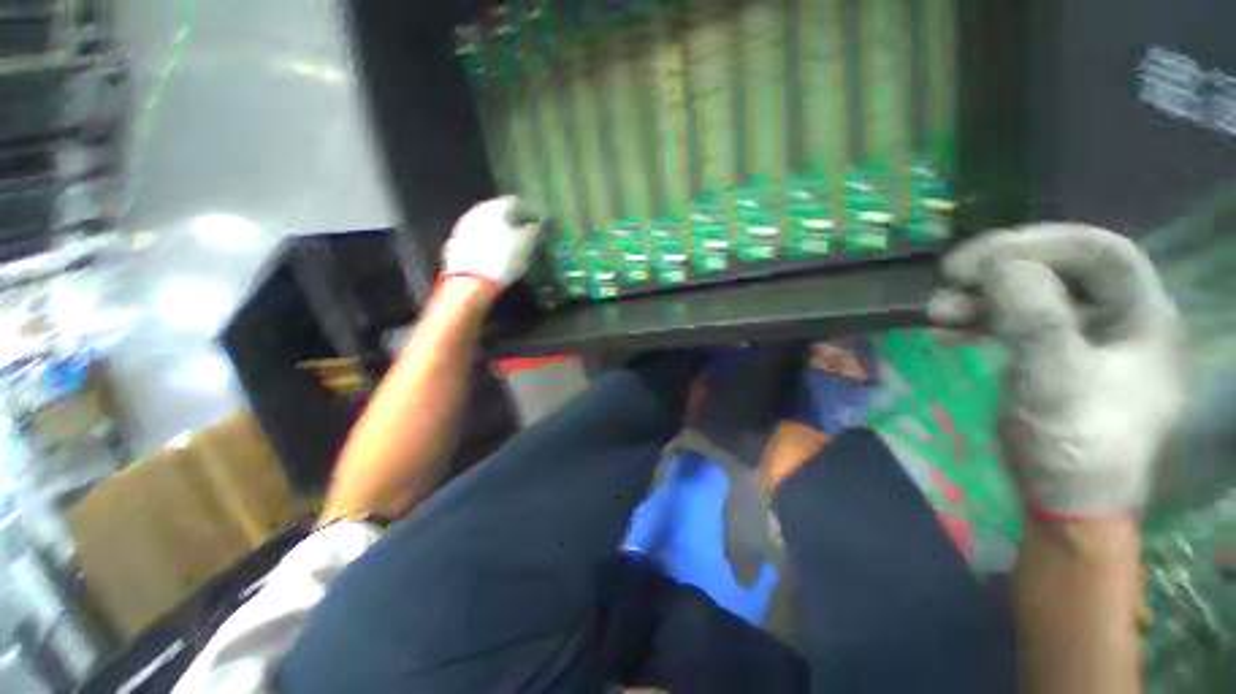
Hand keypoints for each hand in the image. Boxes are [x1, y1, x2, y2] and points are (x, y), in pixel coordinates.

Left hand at [440, 195, 540, 289]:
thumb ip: (533, 231)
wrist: (469, 283)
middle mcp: (475, 212)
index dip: (528, 211)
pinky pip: (477, 241)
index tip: (538, 221)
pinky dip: (487, 245)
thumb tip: (536, 225)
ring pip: (486, 227)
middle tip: (525, 233)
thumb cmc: (502, 258)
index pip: (514, 202)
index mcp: (493, 207)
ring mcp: (462, 229)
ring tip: (511, 246)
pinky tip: (495, 256)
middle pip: (497, 213)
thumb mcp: (526, 244)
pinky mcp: (455, 247)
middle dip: (511, 222)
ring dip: (498, 234)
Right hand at [928, 224, 1183, 519]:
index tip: (976, 259)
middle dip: (1001, 270)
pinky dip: (978, 320)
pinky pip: (1015, 322)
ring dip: (981, 297)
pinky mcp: (1052, 356)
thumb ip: (1036, 319)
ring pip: (1031, 295)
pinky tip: (946, 330)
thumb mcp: (1056, 382)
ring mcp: (1084, 338)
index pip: (1098, 252)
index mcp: (1142, 316)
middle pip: (1061, 270)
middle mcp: (1118, 318)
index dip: (1037, 243)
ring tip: (936, 311)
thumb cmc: (1074, 445)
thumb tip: (1001, 266)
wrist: (1065, 502)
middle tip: (949, 278)